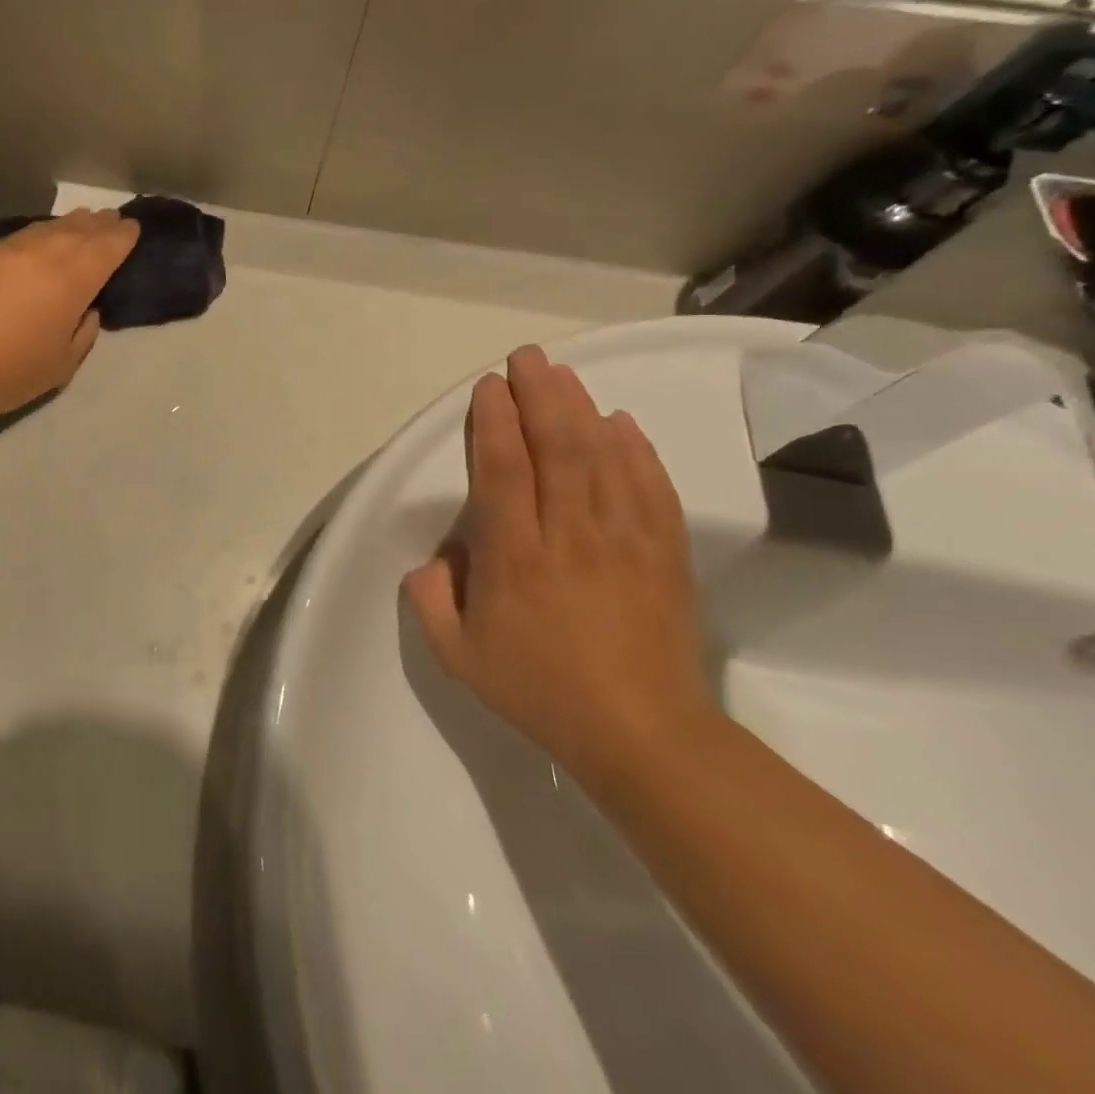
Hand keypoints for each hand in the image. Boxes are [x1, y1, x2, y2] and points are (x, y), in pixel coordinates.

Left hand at [0, 208, 139, 423]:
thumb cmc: (8, 374)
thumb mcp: (62, 365)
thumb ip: (83, 332)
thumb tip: (87, 309)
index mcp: (70, 281)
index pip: (106, 248)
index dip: (122, 236)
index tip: (132, 227)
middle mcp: (41, 255)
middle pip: (77, 231)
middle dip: (98, 224)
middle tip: (111, 217)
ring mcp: (5, 251)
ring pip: (45, 229)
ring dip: (68, 224)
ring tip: (81, 220)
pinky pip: (18, 237)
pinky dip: (36, 234)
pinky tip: (37, 238)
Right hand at [402, 345, 712, 789]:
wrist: (643, 736)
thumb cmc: (540, 691)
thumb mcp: (458, 655)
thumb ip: (430, 598)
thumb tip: (439, 554)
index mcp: (516, 559)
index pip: (503, 471)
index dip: (494, 422)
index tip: (488, 388)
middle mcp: (570, 537)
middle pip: (557, 449)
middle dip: (540, 395)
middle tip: (527, 358)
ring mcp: (624, 542)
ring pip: (603, 458)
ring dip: (581, 408)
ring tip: (563, 374)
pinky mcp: (664, 554)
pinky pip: (651, 488)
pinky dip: (636, 450)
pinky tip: (622, 423)